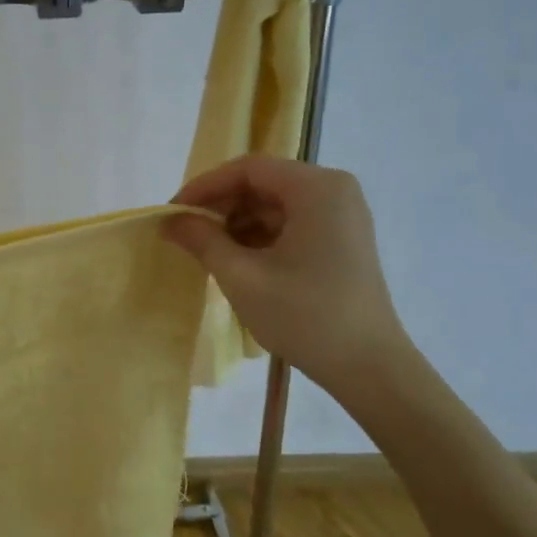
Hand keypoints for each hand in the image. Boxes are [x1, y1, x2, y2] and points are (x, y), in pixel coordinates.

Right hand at [164, 155, 412, 398]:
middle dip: (220, 206)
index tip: (172, 212)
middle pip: (262, 183)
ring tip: (204, 250)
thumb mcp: (242, 277)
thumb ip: (202, 240)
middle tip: (183, 233)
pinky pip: (289, 224)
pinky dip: (258, 237)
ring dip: (236, 223)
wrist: (368, 366)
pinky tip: (234, 260)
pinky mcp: (340, 239)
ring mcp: (341, 215)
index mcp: (316, 188)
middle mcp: (333, 190)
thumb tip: (169, 220)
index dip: (204, 186)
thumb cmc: (304, 316)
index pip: (248, 169)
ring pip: (273, 205)